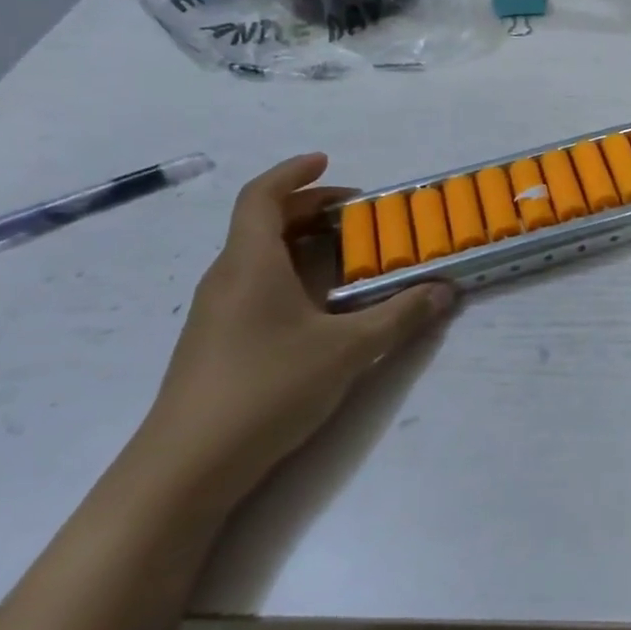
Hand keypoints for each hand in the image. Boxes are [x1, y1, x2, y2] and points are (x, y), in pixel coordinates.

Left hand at [135, 154, 453, 508]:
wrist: (185, 468)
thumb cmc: (267, 389)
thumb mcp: (348, 350)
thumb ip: (400, 316)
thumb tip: (445, 290)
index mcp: (250, 264)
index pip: (261, 197)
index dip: (293, 173)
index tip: (327, 160)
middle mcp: (228, 279)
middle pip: (262, 223)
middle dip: (309, 208)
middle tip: (356, 212)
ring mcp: (217, 312)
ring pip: (258, 256)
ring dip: (301, 242)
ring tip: (346, 252)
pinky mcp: (217, 342)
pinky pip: (256, 285)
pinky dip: (291, 274)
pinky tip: (321, 304)